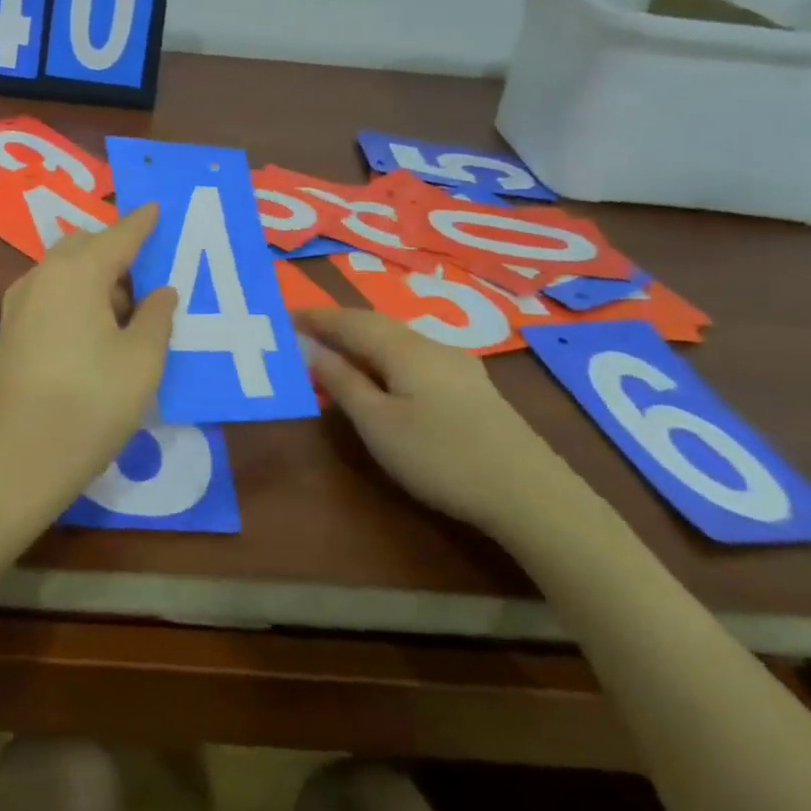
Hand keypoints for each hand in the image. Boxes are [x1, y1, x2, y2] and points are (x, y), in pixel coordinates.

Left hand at [0, 204, 178, 524]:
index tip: (157, 208)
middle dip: (117, 250)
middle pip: (85, 247)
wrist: (15, 462)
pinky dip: (76, 296)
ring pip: (64, 271)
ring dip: (96, 277)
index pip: (118, 235)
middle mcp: (42, 277)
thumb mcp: (141, 361)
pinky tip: (96, 329)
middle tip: (150, 274)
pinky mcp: (11, 332)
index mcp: (77, 272)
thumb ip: (156, 316)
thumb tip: (160, 291)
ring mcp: (20, 304)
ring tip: (128, 309)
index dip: (142, 223)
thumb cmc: (90, 404)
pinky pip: (50, 295)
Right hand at [297, 306, 584, 537]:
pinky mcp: (472, 387)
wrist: (529, 492)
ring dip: (362, 341)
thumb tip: (308, 346)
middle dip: (337, 325)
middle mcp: (431, 344)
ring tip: (335, 353)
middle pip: (375, 324)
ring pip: (397, 340)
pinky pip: (414, 357)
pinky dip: (385, 357)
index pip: (349, 320)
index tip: (282, 317)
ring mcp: (457, 364)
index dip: (315, 318)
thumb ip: (341, 381)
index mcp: (403, 347)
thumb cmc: (440, 456)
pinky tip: (383, 376)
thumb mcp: (378, 423)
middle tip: (303, 332)